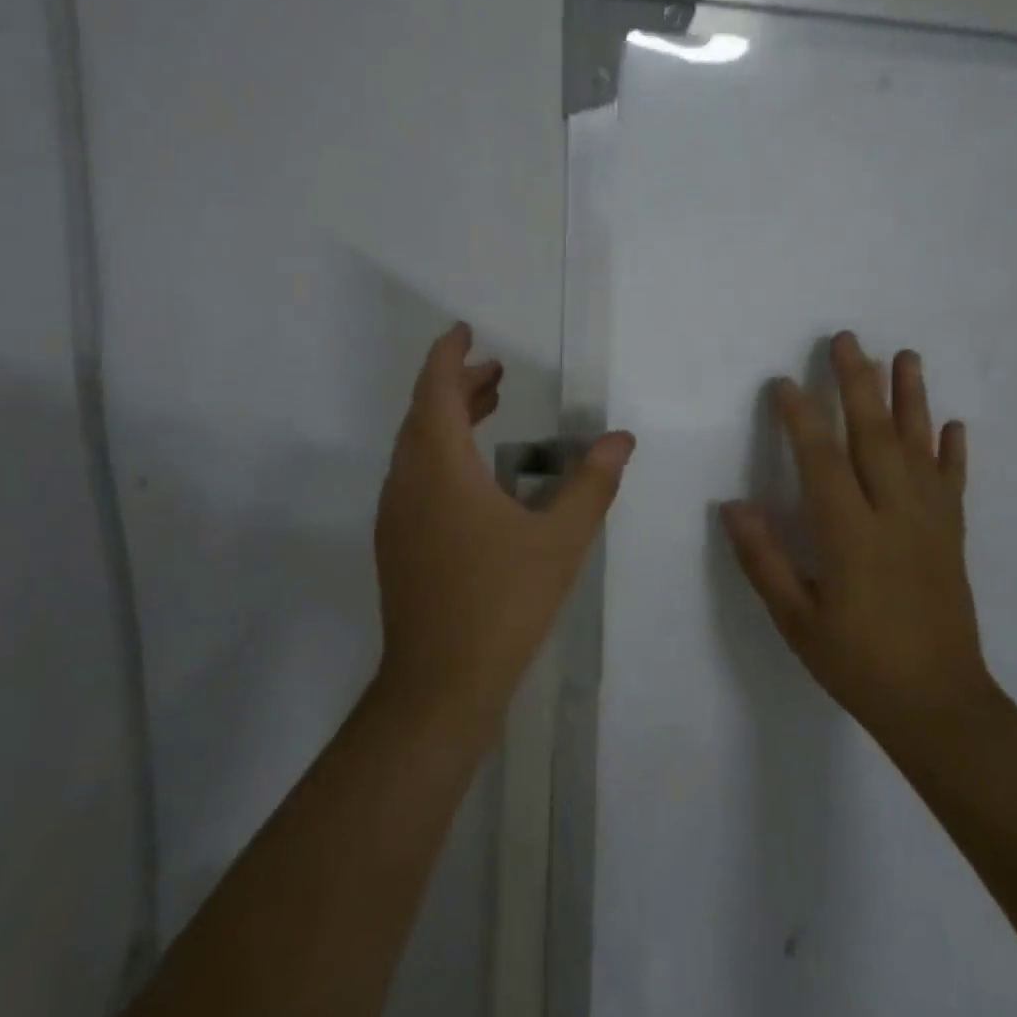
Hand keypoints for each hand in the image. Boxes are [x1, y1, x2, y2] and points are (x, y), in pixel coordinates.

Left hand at [373, 322, 635, 730]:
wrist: (439, 684)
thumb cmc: (502, 603)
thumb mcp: (559, 540)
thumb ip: (592, 483)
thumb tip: (621, 439)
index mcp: (439, 469)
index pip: (434, 390)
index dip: (447, 355)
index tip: (464, 331)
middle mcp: (408, 482)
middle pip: (424, 414)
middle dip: (456, 384)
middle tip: (494, 370)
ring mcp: (396, 514)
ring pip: (417, 446)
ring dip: (448, 418)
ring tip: (490, 404)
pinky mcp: (397, 542)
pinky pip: (415, 475)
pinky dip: (441, 452)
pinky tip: (475, 473)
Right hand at [720, 331, 991, 741]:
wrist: (938, 705)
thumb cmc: (857, 663)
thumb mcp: (797, 621)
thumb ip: (764, 560)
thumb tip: (732, 506)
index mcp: (851, 535)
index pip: (821, 461)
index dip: (801, 418)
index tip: (784, 384)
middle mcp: (894, 516)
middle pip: (875, 437)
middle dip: (858, 384)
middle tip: (847, 340)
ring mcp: (931, 523)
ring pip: (920, 448)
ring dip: (911, 398)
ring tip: (906, 356)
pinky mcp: (953, 537)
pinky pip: (954, 484)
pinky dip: (953, 451)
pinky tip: (951, 423)